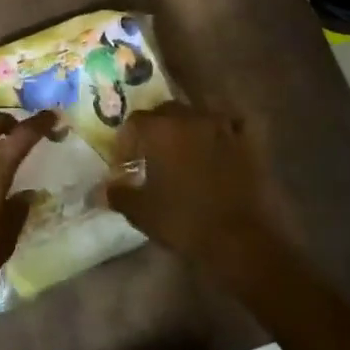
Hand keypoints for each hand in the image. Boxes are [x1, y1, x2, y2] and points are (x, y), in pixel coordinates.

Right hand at [101, 103, 298, 296]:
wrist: (239, 238)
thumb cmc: (183, 221)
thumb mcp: (141, 211)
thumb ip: (118, 194)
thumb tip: (100, 190)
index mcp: (160, 130)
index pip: (135, 122)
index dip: (126, 141)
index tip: (125, 163)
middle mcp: (191, 118)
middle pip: (166, 111)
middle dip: (155, 128)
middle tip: (150, 153)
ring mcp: (223, 126)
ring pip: (198, 114)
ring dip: (187, 127)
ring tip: (183, 149)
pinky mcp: (249, 141)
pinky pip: (231, 124)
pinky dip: (222, 130)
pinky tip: (218, 144)